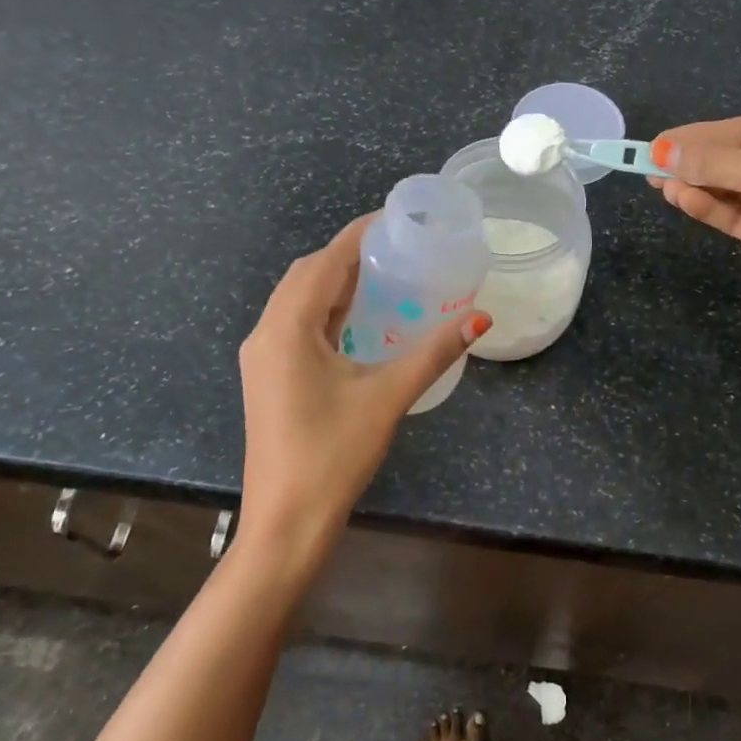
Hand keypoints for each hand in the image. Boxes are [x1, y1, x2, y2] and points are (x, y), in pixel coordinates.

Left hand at [237, 215, 490, 576]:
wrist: (285, 522)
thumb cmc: (334, 454)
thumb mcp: (388, 396)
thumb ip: (434, 352)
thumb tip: (479, 317)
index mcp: (288, 327)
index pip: (326, 261)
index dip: (360, 234)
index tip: (397, 219)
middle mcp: (265, 332)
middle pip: (307, 274)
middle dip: (348, 255)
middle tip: (398, 249)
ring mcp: (261, 356)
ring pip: (297, 299)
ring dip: (335, 282)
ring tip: (384, 276)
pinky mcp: (267, 376)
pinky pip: (295, 324)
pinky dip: (325, 310)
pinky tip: (357, 319)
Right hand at [650, 113, 740, 324]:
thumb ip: (717, 164)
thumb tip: (661, 151)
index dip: (698, 136)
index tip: (657, 144)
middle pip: (735, 159)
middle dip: (695, 163)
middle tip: (648, 167)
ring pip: (733, 190)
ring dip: (699, 187)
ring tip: (661, 186)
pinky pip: (739, 216)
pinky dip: (713, 209)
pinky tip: (684, 201)